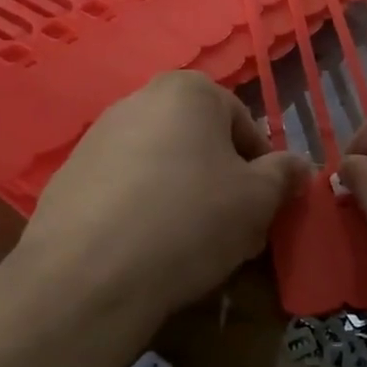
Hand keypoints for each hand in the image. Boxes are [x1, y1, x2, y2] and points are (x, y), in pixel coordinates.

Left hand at [9, 70, 310, 321]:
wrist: (89, 276)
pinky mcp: (68, 177)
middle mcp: (139, 100)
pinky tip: (146, 250)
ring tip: (189, 247)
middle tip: (232, 231)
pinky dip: (142, 212)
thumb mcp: (259, 199)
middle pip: (201, 144)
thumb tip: (299, 166)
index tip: (262, 211)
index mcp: (189, 91)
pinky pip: (125, 191)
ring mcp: (97, 137)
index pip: (245, 127)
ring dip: (184, 198)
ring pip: (163, 167)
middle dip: (221, 184)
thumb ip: (285, 174)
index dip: (262, 171)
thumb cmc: (190, 221)